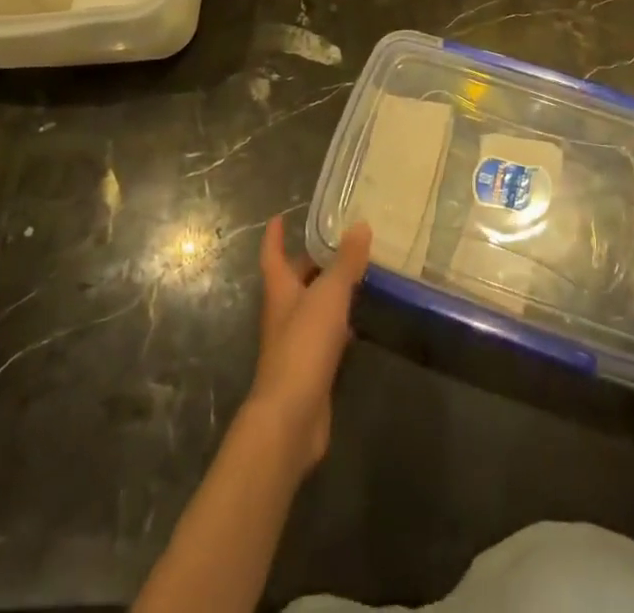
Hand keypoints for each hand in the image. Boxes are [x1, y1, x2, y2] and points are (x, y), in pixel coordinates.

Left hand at [246, 217, 371, 469]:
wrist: (290, 417)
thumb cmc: (303, 346)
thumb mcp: (328, 296)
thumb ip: (345, 262)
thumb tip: (360, 225)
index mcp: (280, 290)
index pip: (272, 255)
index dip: (274, 235)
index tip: (279, 217)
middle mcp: (284, 313)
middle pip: (294, 280)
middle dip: (310, 261)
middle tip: (337, 241)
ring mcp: (296, 343)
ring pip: (312, 307)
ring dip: (328, 291)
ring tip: (356, 274)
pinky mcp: (311, 369)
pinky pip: (325, 336)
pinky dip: (339, 324)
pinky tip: (358, 322)